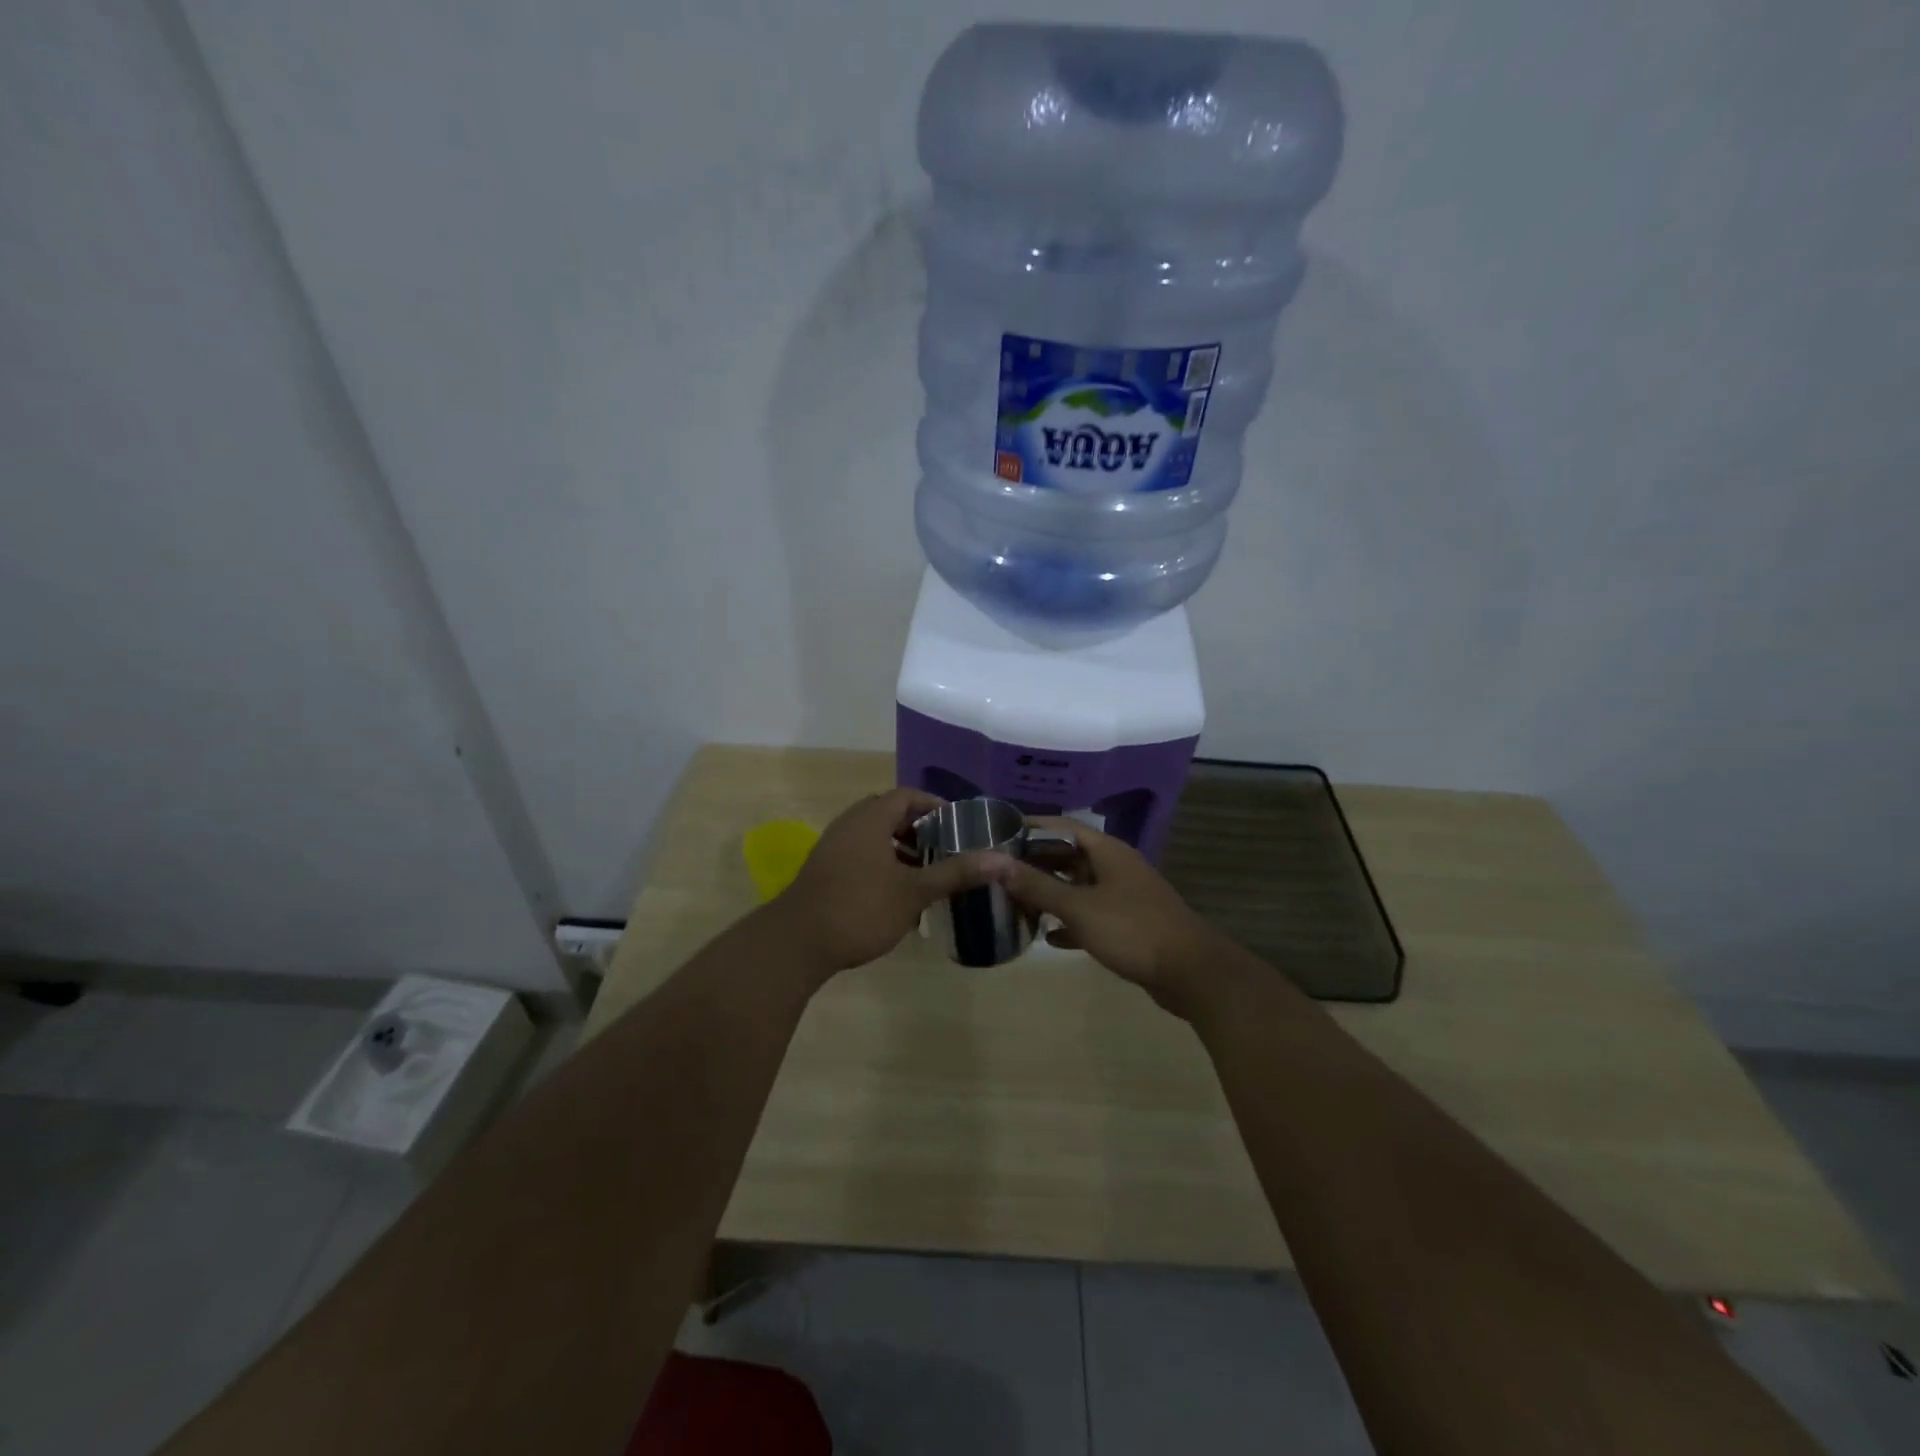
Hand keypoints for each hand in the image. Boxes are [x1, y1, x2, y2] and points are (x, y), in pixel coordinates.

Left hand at [766, 789, 1001, 977]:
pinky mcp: (824, 870)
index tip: (958, 824)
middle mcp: (848, 825)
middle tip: (943, 848)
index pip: (906, 796)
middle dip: (918, 828)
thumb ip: (956, 873)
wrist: (797, 943)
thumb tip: (1002, 860)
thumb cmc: (860, 908)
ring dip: (899, 848)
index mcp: (870, 819)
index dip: (934, 805)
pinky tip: (895, 893)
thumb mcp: (914, 892)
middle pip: (888, 813)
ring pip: (873, 836)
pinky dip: (882, 862)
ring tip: (924, 872)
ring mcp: (832, 847)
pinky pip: (860, 853)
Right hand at [997, 821, 1229, 1017]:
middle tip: (998, 873)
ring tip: (1014, 903)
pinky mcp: (1128, 924)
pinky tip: (1048, 937)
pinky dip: (1069, 922)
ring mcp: (1123, 896)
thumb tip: (994, 862)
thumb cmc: (1132, 929)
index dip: (1030, 828)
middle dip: (1035, 864)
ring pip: (1078, 887)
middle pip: (1068, 856)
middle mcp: (1115, 867)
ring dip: (1050, 894)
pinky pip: (1090, 916)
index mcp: (1107, 851)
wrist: (1191, 972)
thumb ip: (1037, 885)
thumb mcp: (1079, 907)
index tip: (997, 834)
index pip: (1061, 826)